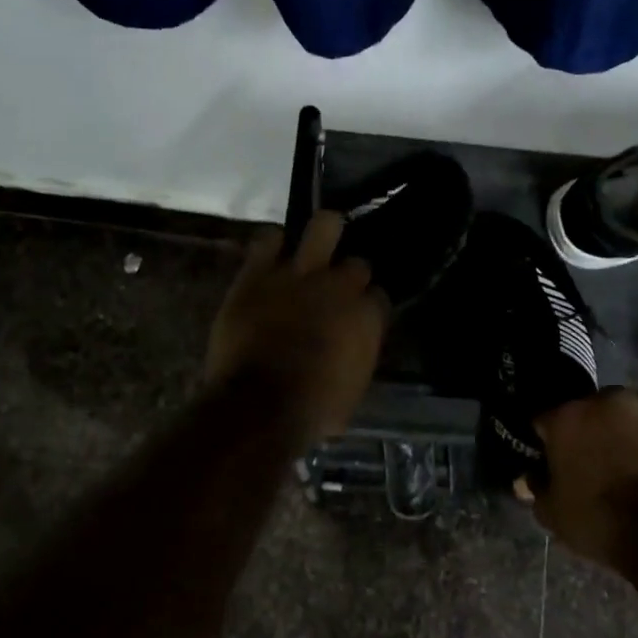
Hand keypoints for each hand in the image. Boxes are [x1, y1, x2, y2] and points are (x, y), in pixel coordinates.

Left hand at [205, 211, 387, 445]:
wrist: (261, 405)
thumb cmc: (314, 410)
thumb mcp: (354, 391)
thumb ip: (357, 358)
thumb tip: (352, 352)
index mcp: (367, 317)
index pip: (378, 297)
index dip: (367, 306)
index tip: (357, 317)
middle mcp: (340, 286)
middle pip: (356, 264)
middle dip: (349, 275)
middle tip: (335, 288)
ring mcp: (299, 274)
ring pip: (323, 227)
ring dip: (323, 233)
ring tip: (317, 242)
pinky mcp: (258, 273)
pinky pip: (269, 238)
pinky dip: (272, 244)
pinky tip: (272, 254)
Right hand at [530, 389, 637, 575]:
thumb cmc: (599, 520)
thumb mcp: (553, 513)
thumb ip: (537, 489)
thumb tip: (527, 479)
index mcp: (568, 416)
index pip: (543, 420)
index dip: (543, 441)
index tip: (546, 460)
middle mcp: (606, 402)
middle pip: (585, 411)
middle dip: (582, 430)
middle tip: (583, 460)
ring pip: (620, 417)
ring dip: (615, 432)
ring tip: (617, 464)